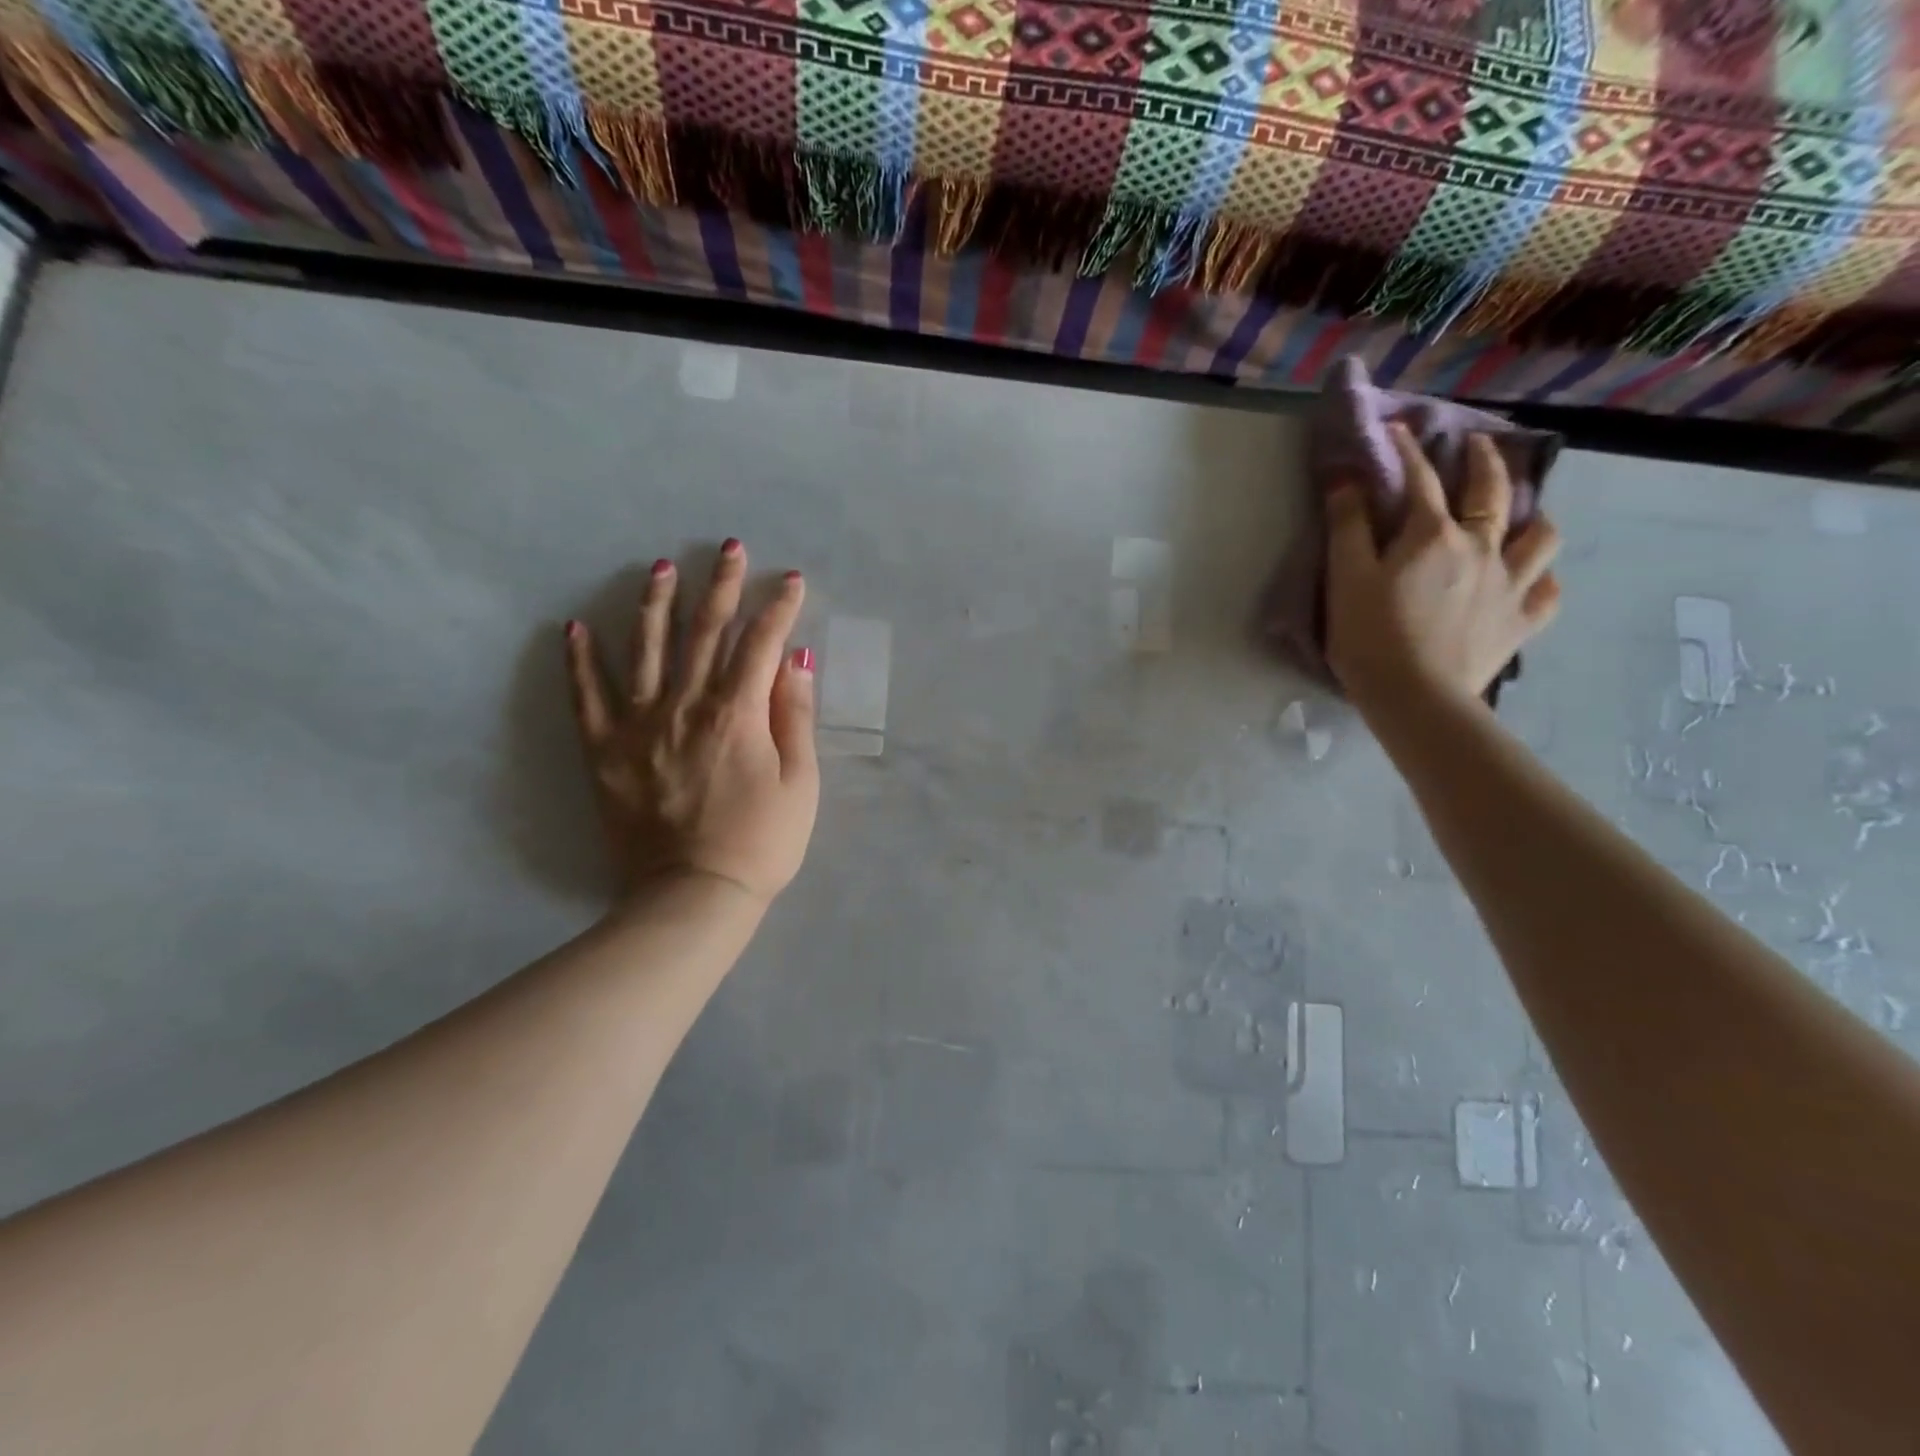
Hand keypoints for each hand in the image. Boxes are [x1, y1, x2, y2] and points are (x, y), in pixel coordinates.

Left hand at [563, 540, 818, 906]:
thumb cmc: (761, 842)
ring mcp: (640, 725)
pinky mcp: (605, 751)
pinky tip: (575, 628)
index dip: (779, 608)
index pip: (761, 644)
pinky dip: (581, 661)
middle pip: (705, 632)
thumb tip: (795, 661)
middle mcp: (686, 706)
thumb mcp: (800, 783)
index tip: (792, 580)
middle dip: (722, 585)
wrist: (693, 896)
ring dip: (656, 603)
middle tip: (730, 549)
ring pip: (646, 649)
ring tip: (662, 568)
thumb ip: (795, 717)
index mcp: (737, 713)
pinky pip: (588, 697)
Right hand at [1327, 423, 1561, 718]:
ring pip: (1540, 537)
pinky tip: (1532, 580)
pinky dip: (1542, 580)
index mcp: (1433, 536)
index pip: (1421, 479)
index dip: (1408, 450)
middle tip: (1479, 445)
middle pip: (1493, 492)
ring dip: (1533, 517)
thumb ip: (1347, 527)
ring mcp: (1509, 585)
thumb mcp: (1345, 579)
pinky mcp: (1520, 623)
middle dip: (1485, 461)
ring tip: (1523, 514)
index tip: (1399, 428)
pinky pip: (1547, 593)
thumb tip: (1347, 480)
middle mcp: (1481, 548)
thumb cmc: (1369, 637)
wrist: (1414, 698)